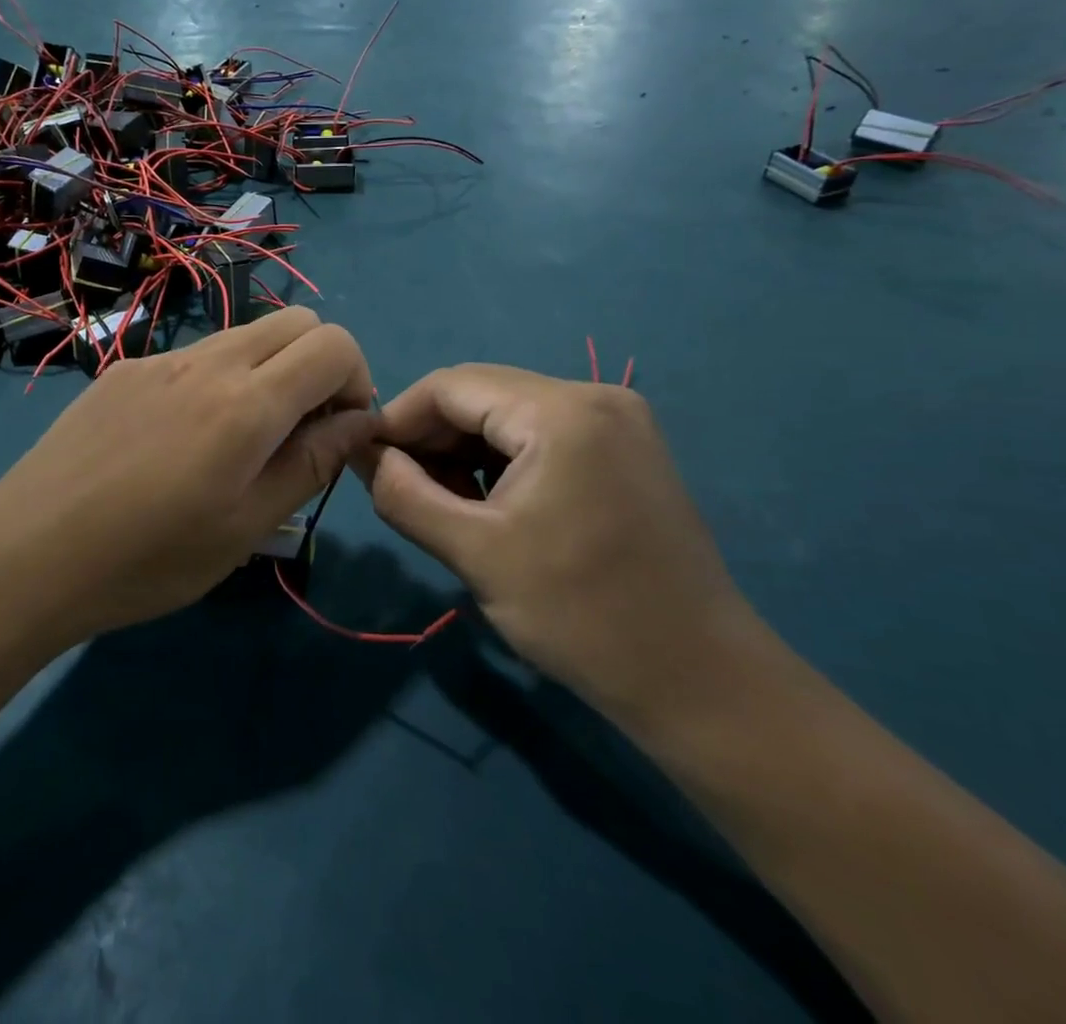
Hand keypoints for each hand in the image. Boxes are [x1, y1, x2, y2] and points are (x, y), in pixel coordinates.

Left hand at [0, 309, 376, 644]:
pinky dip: (217, 381)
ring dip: (267, 372)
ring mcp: (159, 359)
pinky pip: (193, 356)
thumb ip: (311, 464)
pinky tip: (178, 441)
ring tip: (238, 442)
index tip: (337, 434)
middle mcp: (207, 362)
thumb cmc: (146, 559)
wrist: (26, 553)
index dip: (356, 382)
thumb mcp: (245, 529)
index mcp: (247, 403)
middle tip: (300, 431)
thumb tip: (359, 422)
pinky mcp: (124, 370)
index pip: (333, 345)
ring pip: (243, 335)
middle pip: (295, 322)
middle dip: (319, 366)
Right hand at [355, 365, 760, 722]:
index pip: (450, 385)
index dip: (398, 419)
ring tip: (446, 504)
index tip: (367, 463)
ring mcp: (618, 420)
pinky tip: (491, 503)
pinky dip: (503, 459)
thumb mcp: (474, 554)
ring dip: (465, 449)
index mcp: (561, 411)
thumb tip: (365, 453)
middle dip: (432, 436)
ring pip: (509, 413)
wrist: (700, 681)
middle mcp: (594, 396)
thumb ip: (404, 494)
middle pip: (481, 394)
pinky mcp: (626, 448)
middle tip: (403, 489)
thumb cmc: (582, 616)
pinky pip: (542, 433)